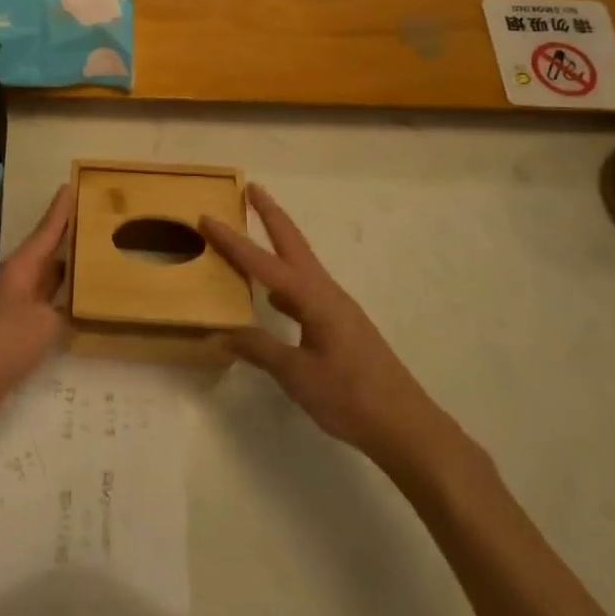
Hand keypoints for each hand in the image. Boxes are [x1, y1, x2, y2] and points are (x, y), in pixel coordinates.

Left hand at [0, 185, 73, 448]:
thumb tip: (69, 309)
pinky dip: (63, 308)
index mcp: (21, 269)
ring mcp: (13, 309)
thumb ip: (62, 312)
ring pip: (47, 284)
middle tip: (99, 225)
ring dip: (69, 275)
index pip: (46, 232)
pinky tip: (81, 314)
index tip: (71, 185)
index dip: (60, 211)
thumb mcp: (42, 324)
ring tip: (100, 265)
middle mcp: (17, 283)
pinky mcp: (13, 335)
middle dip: (70, 240)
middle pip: (47, 255)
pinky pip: (44, 312)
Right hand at [201, 185, 465, 479]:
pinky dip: (284, 280)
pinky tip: (273, 297)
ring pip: (300, 265)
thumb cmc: (351, 397)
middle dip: (271, 215)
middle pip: (293, 243)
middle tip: (251, 188)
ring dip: (278, 243)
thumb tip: (221, 333)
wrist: (406, 427)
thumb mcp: (297, 375)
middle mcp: (326, 293)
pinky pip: (304, 289)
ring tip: (255, 232)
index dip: (233, 241)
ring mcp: (336, 309)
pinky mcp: (341, 326)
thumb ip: (259, 349)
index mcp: (313, 298)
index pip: (263, 263)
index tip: (208, 217)